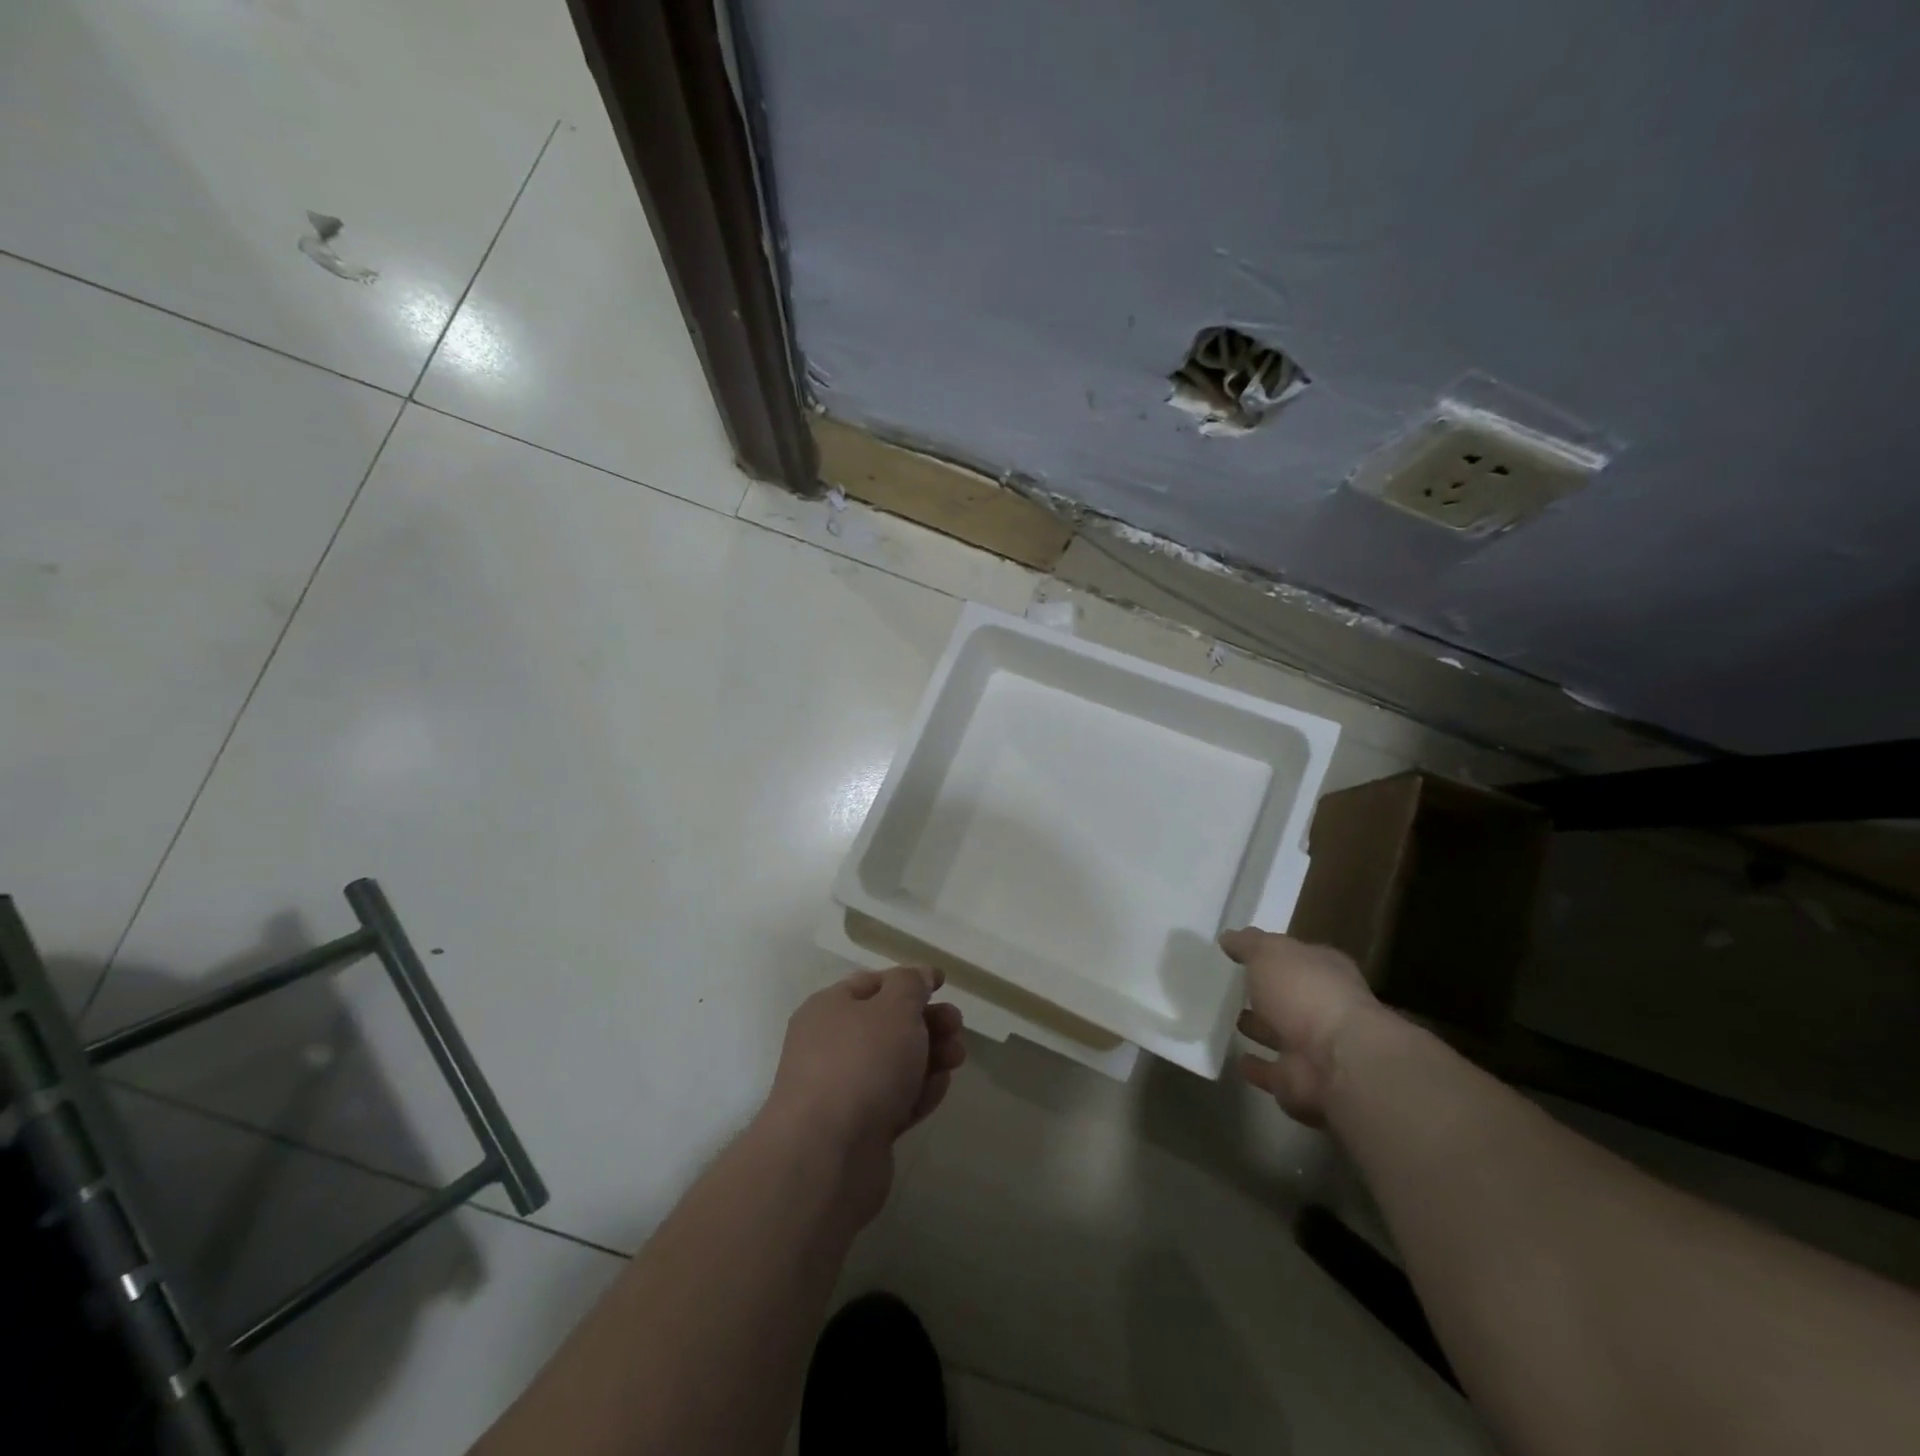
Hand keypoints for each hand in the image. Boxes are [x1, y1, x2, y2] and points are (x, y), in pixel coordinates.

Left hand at [762, 967, 965, 1224]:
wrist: (828, 1156)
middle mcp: (830, 1045)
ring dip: (930, 1057)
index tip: (943, 984)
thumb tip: (918, 976)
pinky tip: (939, 1089)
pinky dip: (918, 1093)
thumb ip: (911, 985)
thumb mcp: (894, 1008)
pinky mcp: (859, 1129)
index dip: (909, 981)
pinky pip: (894, 1101)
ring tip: (957, 1058)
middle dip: (927, 1023)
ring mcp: (843, 1090)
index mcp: (829, 1008)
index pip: (873, 984)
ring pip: (895, 1065)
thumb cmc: (862, 1063)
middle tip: (957, 1027)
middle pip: (887, 1026)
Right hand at [1222, 928, 1383, 1125]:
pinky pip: (1273, 1071)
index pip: (1299, 957)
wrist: (1337, 1063)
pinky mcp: (1300, 1082)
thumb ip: (1248, 944)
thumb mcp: (1269, 952)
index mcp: (1326, 971)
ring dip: (1262, 1029)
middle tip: (1236, 987)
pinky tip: (1239, 1060)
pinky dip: (1258, 1068)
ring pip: (1282, 1035)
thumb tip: (1229, 937)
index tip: (1246, 953)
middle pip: (1291, 997)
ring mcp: (1315, 1048)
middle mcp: (1325, 1008)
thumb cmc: (1306, 993)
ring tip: (1234, 1020)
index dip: (1275, 954)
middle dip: (1268, 994)